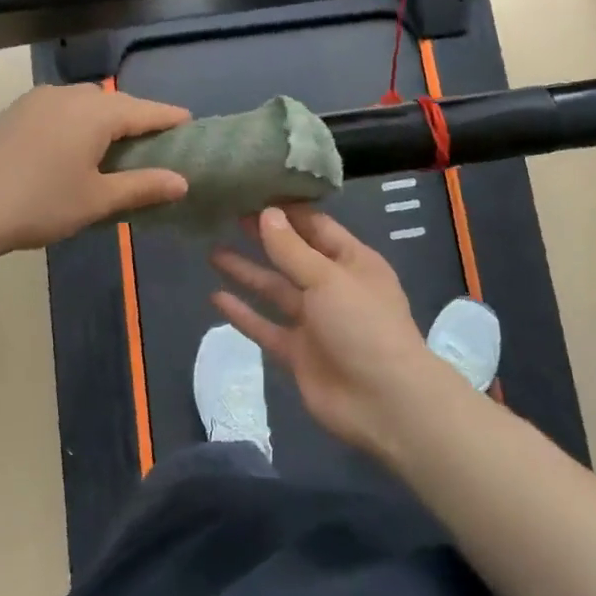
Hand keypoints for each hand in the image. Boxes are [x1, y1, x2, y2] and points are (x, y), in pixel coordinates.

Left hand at [0, 85, 190, 258]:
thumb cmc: (40, 204)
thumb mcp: (98, 200)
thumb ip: (143, 186)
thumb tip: (182, 182)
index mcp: (94, 113)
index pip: (144, 111)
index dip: (169, 118)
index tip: (190, 122)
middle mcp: (68, 95)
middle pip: (114, 102)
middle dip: (136, 117)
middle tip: (151, 143)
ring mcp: (37, 99)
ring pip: (84, 101)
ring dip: (103, 117)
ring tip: (112, 145)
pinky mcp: (15, 111)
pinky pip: (59, 107)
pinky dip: (76, 120)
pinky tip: (72, 145)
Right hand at [211, 205, 453, 460]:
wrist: (383, 402)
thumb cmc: (363, 325)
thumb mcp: (328, 278)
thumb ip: (292, 249)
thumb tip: (265, 213)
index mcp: (352, 261)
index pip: (316, 226)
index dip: (287, 211)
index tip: (253, 193)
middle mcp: (332, 286)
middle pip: (292, 256)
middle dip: (263, 238)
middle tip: (227, 216)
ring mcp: (314, 321)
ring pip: (275, 290)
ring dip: (247, 273)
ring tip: (212, 253)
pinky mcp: (298, 352)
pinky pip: (265, 326)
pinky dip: (243, 313)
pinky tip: (216, 298)